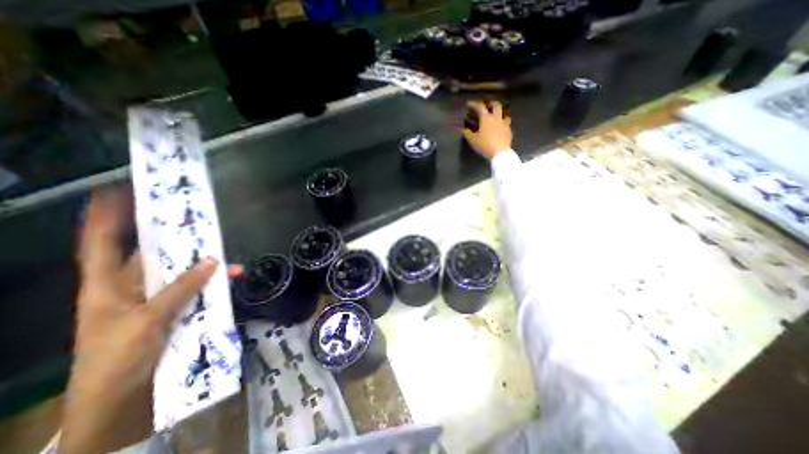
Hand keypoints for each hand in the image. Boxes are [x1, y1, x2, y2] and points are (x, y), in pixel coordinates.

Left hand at [61, 189, 240, 453]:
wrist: (122, 400)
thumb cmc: (116, 361)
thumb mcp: (144, 322)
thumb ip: (179, 289)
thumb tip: (213, 260)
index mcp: (105, 286)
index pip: (101, 243)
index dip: (107, 216)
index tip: (120, 191)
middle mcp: (131, 286)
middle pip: (150, 251)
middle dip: (169, 232)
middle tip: (191, 213)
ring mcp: (157, 297)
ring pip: (181, 269)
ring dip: (203, 258)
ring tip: (223, 245)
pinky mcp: (177, 308)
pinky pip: (199, 287)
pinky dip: (215, 280)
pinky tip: (234, 275)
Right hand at [462, 98, 510, 159]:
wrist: (499, 153)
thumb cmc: (484, 145)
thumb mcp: (473, 140)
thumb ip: (467, 133)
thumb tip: (462, 129)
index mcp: (486, 118)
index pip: (480, 107)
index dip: (474, 104)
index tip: (469, 104)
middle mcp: (496, 118)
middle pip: (496, 105)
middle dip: (491, 103)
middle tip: (487, 105)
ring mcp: (504, 124)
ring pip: (504, 113)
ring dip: (500, 113)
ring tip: (496, 116)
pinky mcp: (509, 131)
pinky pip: (507, 124)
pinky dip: (503, 123)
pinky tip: (501, 128)